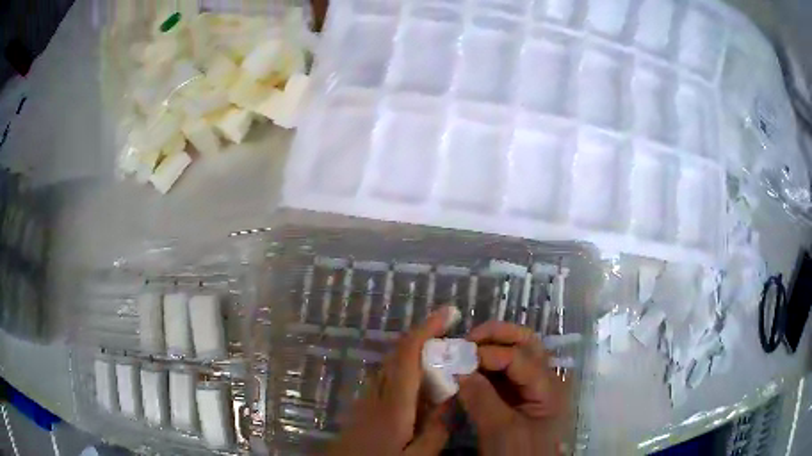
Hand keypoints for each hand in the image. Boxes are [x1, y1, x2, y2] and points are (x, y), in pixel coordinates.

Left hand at [326, 306, 457, 455]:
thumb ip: (436, 431)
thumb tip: (451, 400)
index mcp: (393, 405)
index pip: (408, 355)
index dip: (427, 329)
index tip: (448, 312)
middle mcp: (376, 395)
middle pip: (397, 354)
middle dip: (424, 336)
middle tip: (452, 335)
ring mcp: (366, 400)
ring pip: (390, 365)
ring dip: (414, 353)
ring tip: (441, 357)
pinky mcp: (362, 408)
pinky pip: (386, 379)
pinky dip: (405, 371)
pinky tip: (420, 387)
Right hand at [458, 321, 570, 455]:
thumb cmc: (521, 454)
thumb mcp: (501, 430)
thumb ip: (482, 398)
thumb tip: (459, 369)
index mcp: (548, 386)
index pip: (519, 357)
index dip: (488, 353)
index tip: (458, 359)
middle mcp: (544, 380)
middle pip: (526, 343)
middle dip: (497, 335)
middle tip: (467, 338)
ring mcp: (532, 389)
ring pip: (516, 354)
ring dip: (492, 347)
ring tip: (465, 350)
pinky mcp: (518, 398)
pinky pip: (505, 373)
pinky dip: (487, 366)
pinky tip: (469, 371)